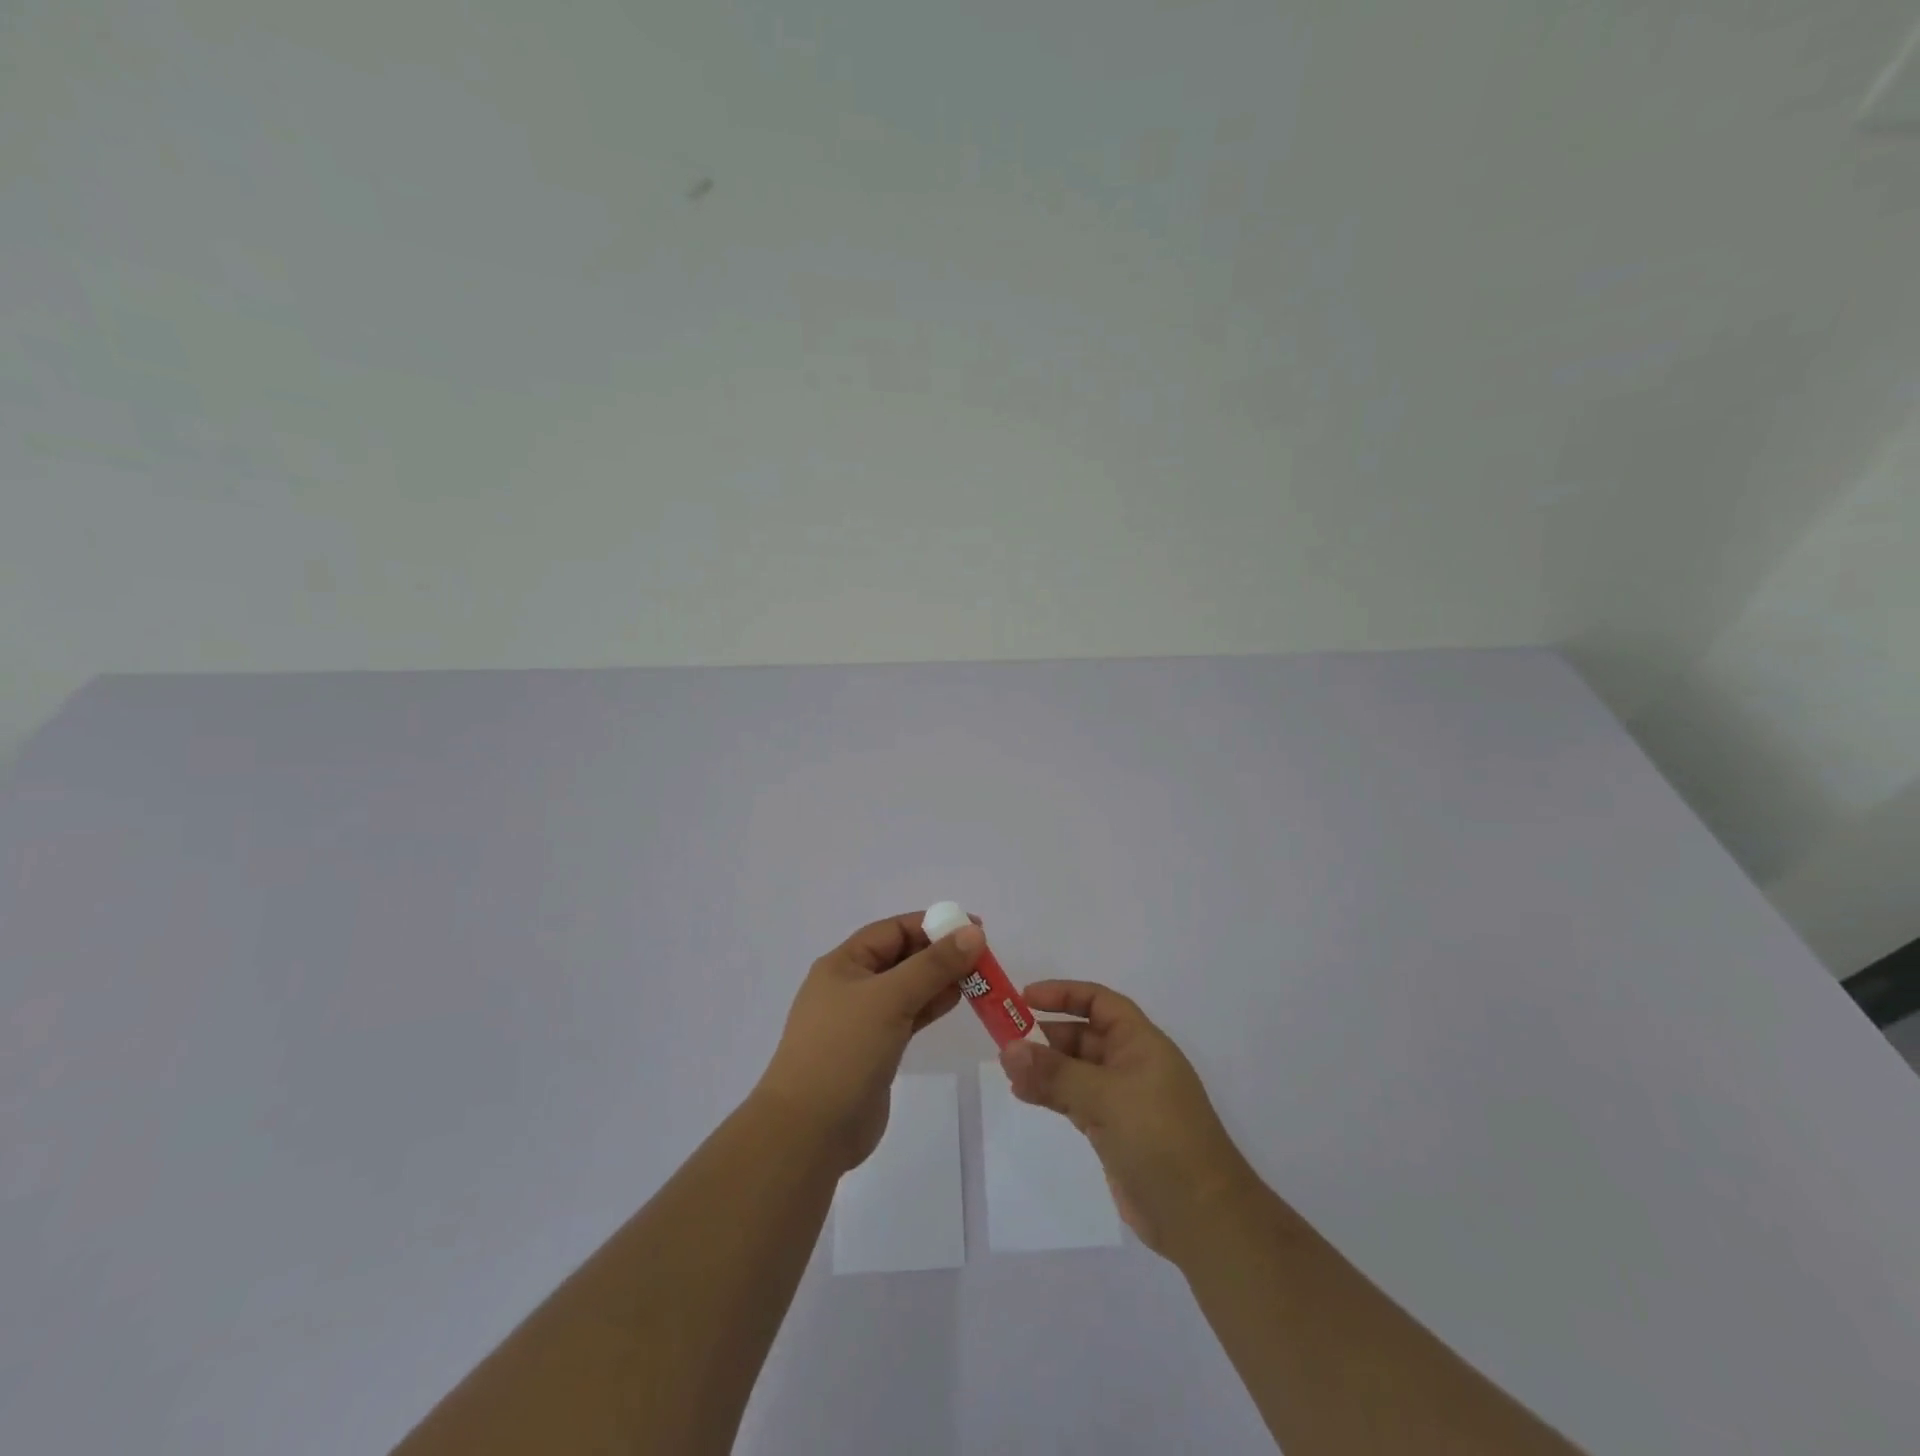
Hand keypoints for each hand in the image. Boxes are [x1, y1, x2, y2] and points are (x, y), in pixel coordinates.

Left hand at [756, 913, 984, 1171]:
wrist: (809, 1131)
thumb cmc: (844, 1050)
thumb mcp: (890, 998)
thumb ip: (933, 965)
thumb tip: (973, 932)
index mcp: (844, 964)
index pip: (893, 930)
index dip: (932, 925)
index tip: (973, 927)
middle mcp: (851, 986)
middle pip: (902, 957)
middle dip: (940, 952)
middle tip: (983, 955)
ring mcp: (862, 1020)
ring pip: (908, 987)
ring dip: (940, 980)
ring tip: (979, 977)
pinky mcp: (875, 1050)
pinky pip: (909, 1016)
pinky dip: (932, 1006)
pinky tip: (957, 1000)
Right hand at [999, 981, 1257, 1259]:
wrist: (1200, 1217)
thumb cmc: (1159, 1138)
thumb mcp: (1105, 1097)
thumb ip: (1055, 1073)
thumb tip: (1007, 1049)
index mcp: (1141, 1042)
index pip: (1099, 1002)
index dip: (1064, 994)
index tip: (1025, 997)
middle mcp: (1132, 1064)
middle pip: (1084, 1035)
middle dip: (1047, 1034)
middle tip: (1005, 1039)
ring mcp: (1123, 1100)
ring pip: (1076, 1070)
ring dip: (1045, 1066)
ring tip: (1008, 1069)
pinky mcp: (1114, 1132)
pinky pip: (1075, 1100)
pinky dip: (1051, 1094)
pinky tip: (1024, 1094)